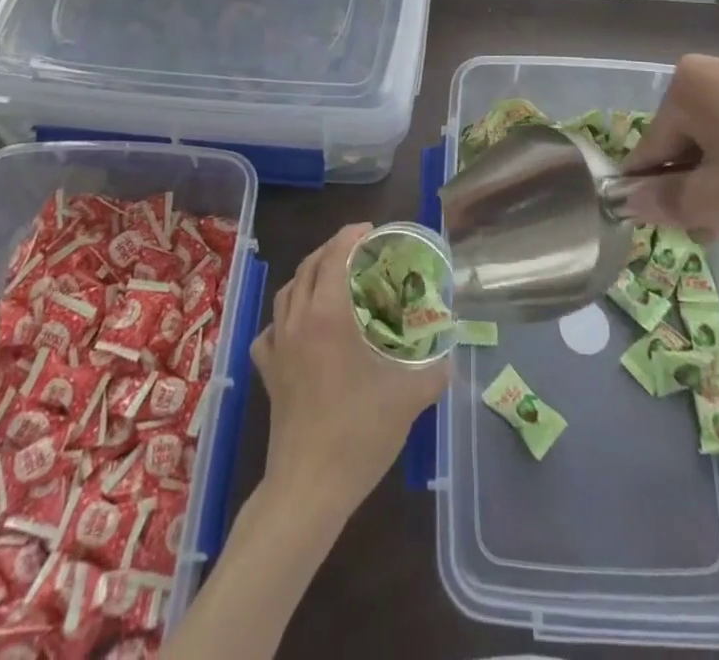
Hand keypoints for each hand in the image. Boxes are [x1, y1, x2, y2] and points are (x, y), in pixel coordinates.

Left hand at [250, 223, 448, 521]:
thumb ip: (434, 371)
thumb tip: (450, 357)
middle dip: (331, 250)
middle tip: (357, 250)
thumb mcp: (408, 397)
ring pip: (287, 293)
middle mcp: (298, 321)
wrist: (308, 488)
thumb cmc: (359, 433)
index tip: (370, 230)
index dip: (350, 237)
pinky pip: (271, 330)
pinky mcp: (268, 373)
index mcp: (329, 315)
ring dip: (308, 276)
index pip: (334, 257)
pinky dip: (285, 317)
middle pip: (308, 267)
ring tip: (331, 278)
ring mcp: (278, 347)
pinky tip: (298, 328)